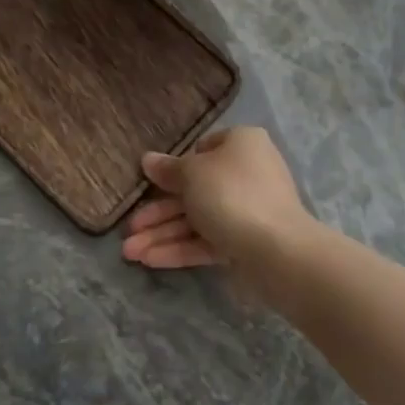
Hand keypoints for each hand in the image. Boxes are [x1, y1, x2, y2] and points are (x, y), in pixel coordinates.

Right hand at [122, 127, 312, 281]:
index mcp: (241, 144)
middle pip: (194, 190)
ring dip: (162, 234)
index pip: (204, 149)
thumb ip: (168, 169)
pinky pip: (207, 241)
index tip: (150, 182)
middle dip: (157, 212)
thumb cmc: (230, 193)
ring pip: (197, 219)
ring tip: (128, 253)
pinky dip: (179, 248)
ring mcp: (247, 210)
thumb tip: (148, 160)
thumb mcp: (191, 174)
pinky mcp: (245, 242)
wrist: (276, 248)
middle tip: (128, 229)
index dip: (176, 166)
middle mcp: (247, 173)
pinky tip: (149, 260)